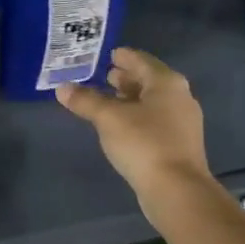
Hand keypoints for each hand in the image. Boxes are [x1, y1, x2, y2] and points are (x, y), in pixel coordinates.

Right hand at [56, 47, 213, 206]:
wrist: (176, 189)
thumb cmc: (143, 143)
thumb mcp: (108, 118)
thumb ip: (85, 100)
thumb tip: (62, 87)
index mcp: (166, 82)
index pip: (141, 60)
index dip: (123, 56)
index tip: (108, 54)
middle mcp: (179, 97)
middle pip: (149, 80)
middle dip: (126, 78)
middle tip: (104, 76)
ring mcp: (182, 122)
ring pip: (153, 102)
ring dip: (131, 98)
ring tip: (108, 99)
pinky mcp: (179, 144)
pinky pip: (155, 120)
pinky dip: (137, 116)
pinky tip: (121, 125)